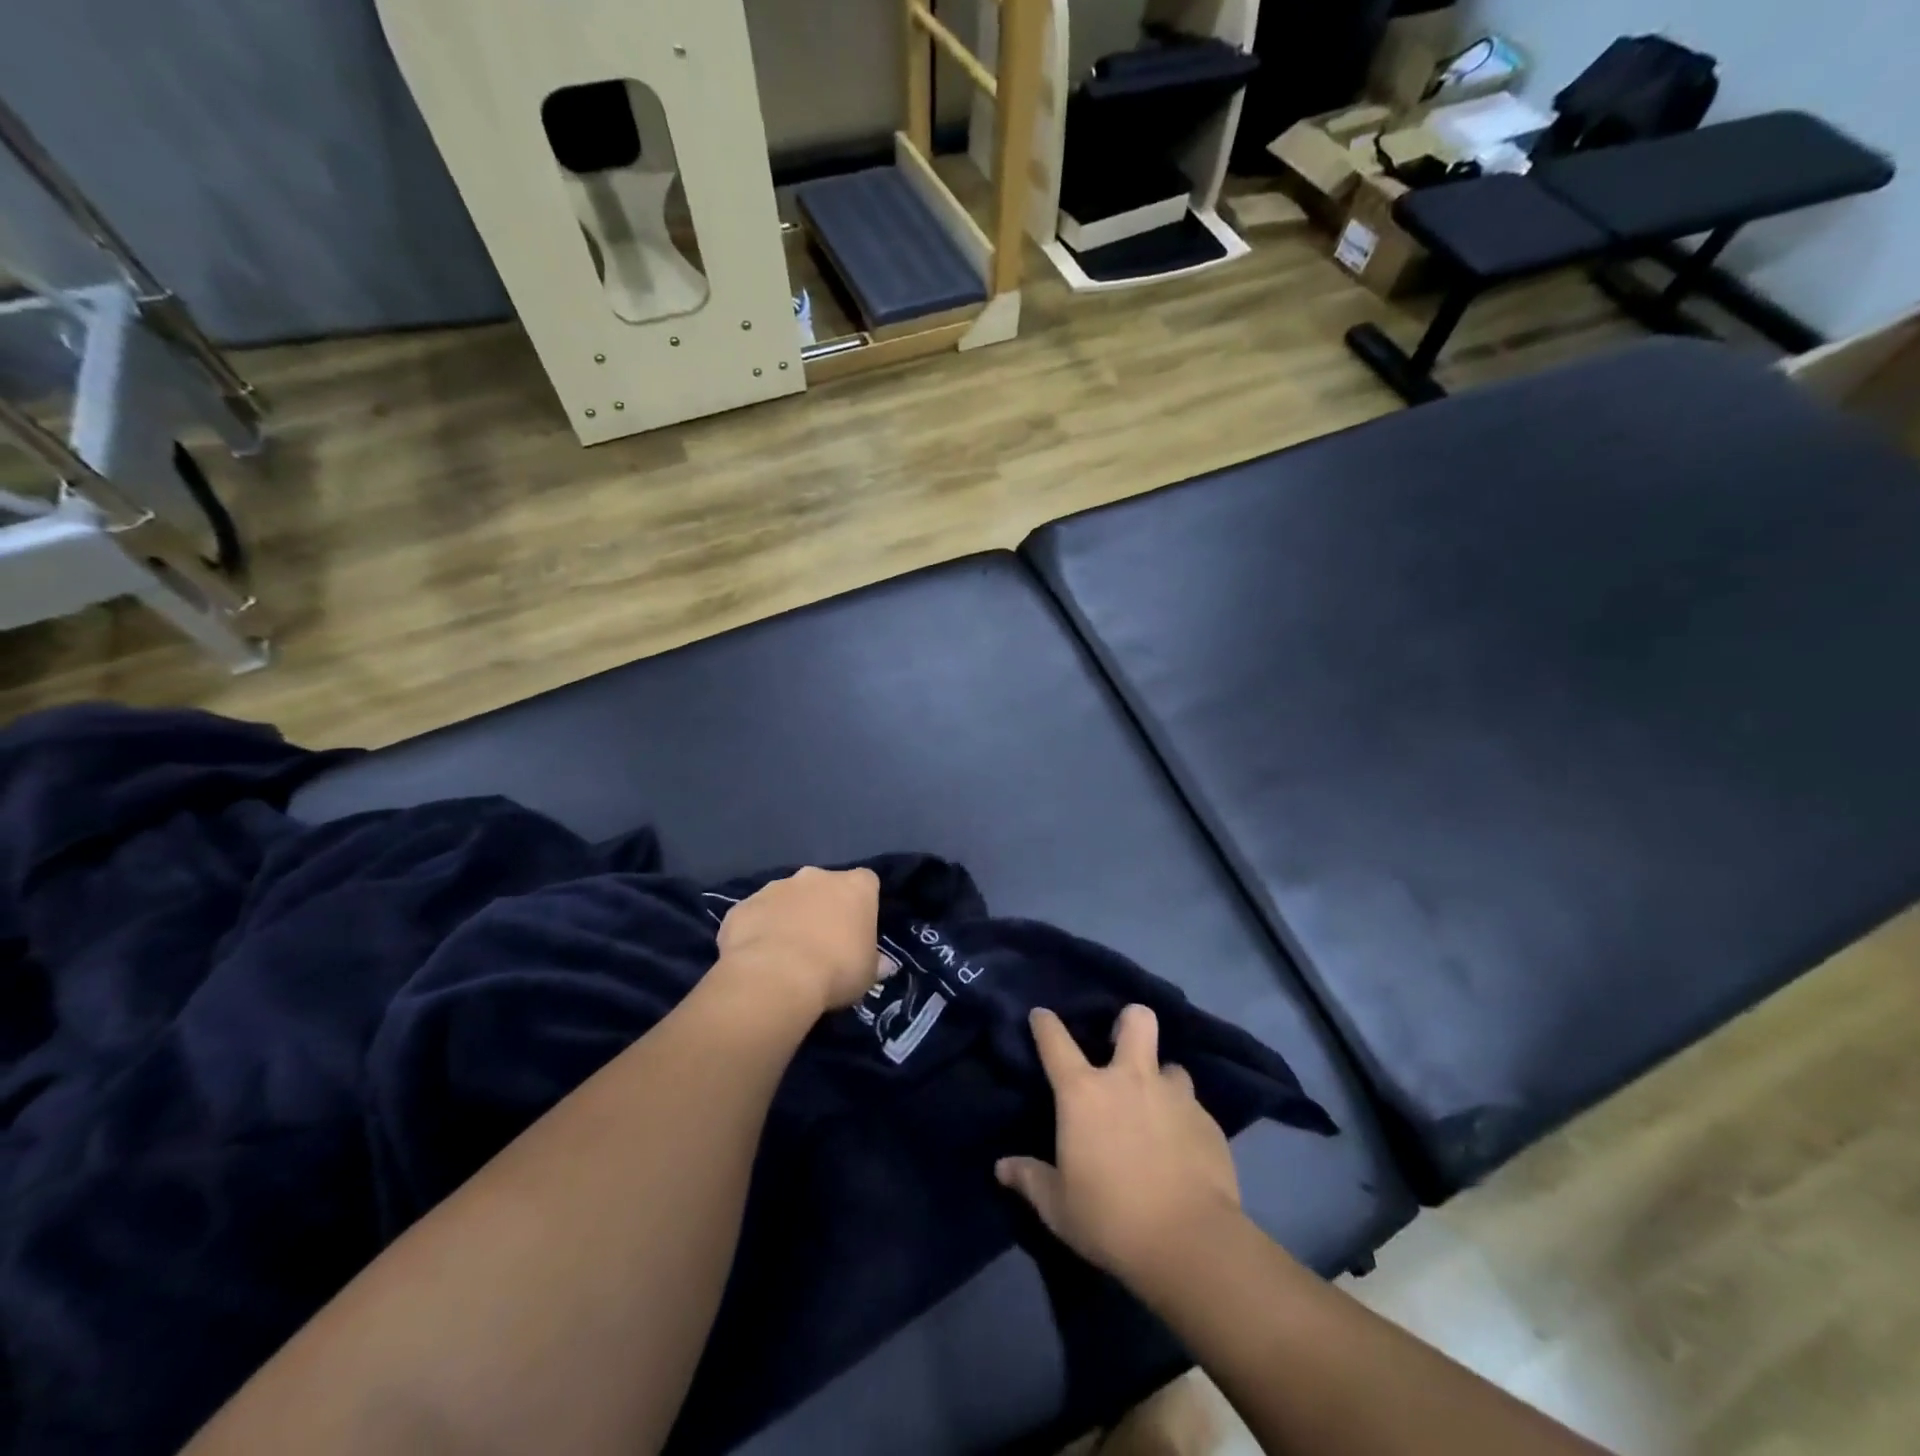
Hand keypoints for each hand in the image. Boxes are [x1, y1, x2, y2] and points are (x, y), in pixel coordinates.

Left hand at [714, 867, 887, 1018]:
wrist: (775, 977)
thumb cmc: (836, 971)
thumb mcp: (868, 974)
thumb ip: (875, 962)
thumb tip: (882, 964)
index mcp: (854, 887)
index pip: (866, 883)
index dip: (862, 905)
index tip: (857, 929)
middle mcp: (816, 876)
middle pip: (823, 886)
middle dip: (821, 906)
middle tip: (821, 942)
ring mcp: (776, 886)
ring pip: (786, 898)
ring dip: (788, 916)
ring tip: (785, 954)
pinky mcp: (744, 905)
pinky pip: (755, 915)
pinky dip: (757, 930)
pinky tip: (758, 959)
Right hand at [996, 1005, 1241, 1283]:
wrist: (1191, 1243)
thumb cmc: (1111, 1220)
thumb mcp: (1059, 1208)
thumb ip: (1031, 1179)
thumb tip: (1002, 1167)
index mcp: (1084, 1093)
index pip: (1056, 1042)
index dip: (1045, 1024)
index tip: (1041, 1016)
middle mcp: (1130, 1080)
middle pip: (1136, 1020)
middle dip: (1129, 1020)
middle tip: (1121, 1044)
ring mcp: (1174, 1096)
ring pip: (1171, 1066)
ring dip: (1162, 1080)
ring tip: (1158, 1108)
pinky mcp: (1208, 1122)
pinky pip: (1193, 1108)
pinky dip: (1184, 1120)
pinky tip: (1183, 1149)